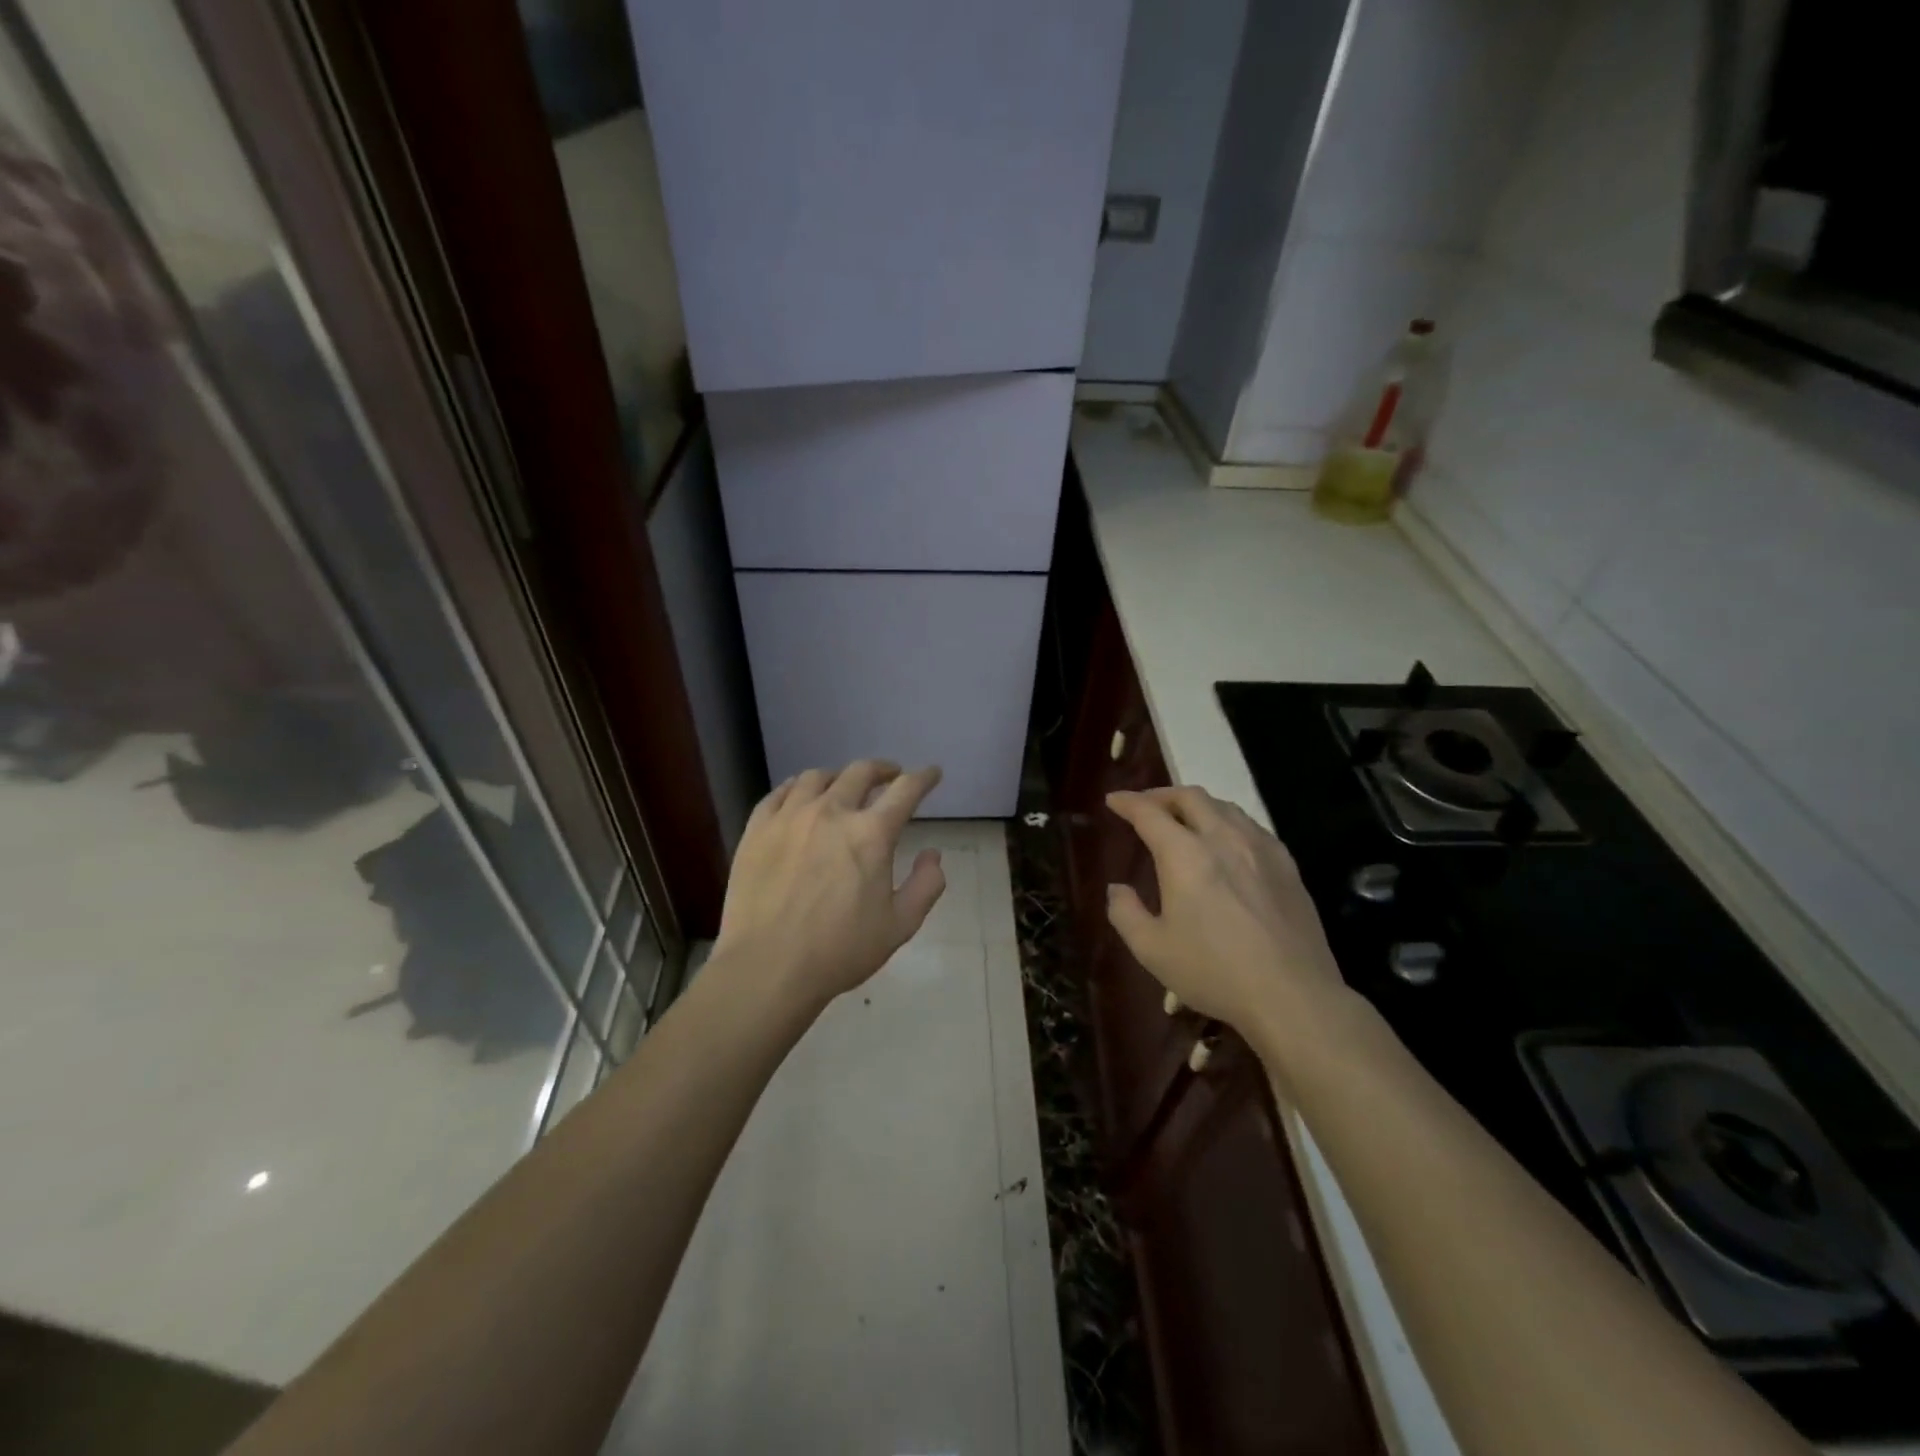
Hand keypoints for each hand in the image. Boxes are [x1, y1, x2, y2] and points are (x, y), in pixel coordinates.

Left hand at [715, 761, 946, 1013]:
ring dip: (839, 777)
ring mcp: (790, 816)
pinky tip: (800, 796)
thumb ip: (926, 885)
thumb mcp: (900, 926)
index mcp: (871, 833)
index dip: (924, 777)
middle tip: (890, 776)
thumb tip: (933, 854)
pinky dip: (797, 787)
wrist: (767, 968)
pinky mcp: (757, 828)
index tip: (931, 773)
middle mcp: (831, 812)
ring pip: (817, 777)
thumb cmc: (840, 951)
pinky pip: (780, 792)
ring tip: (843, 786)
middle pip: (861, 772)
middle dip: (882, 770)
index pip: (906, 790)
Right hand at [1106, 786, 1353, 1066]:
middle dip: (1162, 795)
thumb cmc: (1214, 972)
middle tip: (1145, 806)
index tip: (1113, 799)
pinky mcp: (1287, 865)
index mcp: (1185, 854)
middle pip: (1190, 797)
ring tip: (1184, 820)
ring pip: (1224, 806)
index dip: (1127, 802)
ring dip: (1197, 805)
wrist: (1292, 995)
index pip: (1149, 813)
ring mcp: (1260, 848)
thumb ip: (1125, 913)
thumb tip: (1117, 888)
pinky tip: (1227, 842)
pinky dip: (1227, 821)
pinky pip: (1251, 826)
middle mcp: (1223, 838)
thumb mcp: (1152, 950)